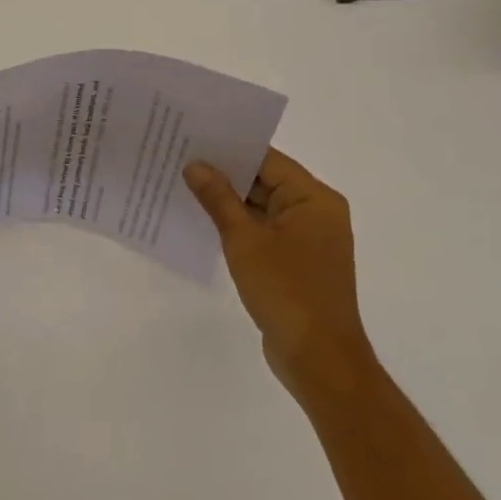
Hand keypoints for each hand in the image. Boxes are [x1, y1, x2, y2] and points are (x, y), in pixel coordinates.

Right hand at [183, 147, 367, 391]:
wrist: (319, 360)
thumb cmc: (286, 291)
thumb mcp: (244, 240)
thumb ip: (219, 199)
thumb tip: (195, 165)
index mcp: (314, 198)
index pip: (267, 159)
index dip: (229, 149)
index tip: (192, 139)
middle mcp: (317, 212)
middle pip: (265, 181)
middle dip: (225, 175)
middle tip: (180, 159)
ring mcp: (309, 239)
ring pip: (263, 207)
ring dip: (229, 202)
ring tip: (184, 186)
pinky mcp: (298, 262)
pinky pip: (265, 231)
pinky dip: (239, 226)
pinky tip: (204, 222)